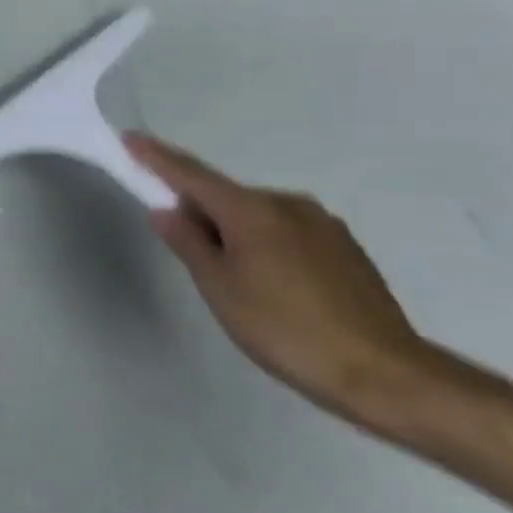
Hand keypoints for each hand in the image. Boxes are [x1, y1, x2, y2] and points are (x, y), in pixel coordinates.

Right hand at [125, 133, 449, 435]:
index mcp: (252, 210)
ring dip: (234, 232)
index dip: (157, 158)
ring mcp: (323, 225)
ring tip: (232, 280)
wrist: (382, 373)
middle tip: (183, 248)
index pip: (192, 175)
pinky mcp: (345, 249)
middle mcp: (289, 204)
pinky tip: (270, 287)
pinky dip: (264, 246)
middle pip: (227, 197)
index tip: (130, 139)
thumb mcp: (219, 287)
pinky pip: (286, 233)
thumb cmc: (283, 328)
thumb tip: (165, 209)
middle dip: (199, 211)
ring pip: (258, 217)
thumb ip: (188, 242)